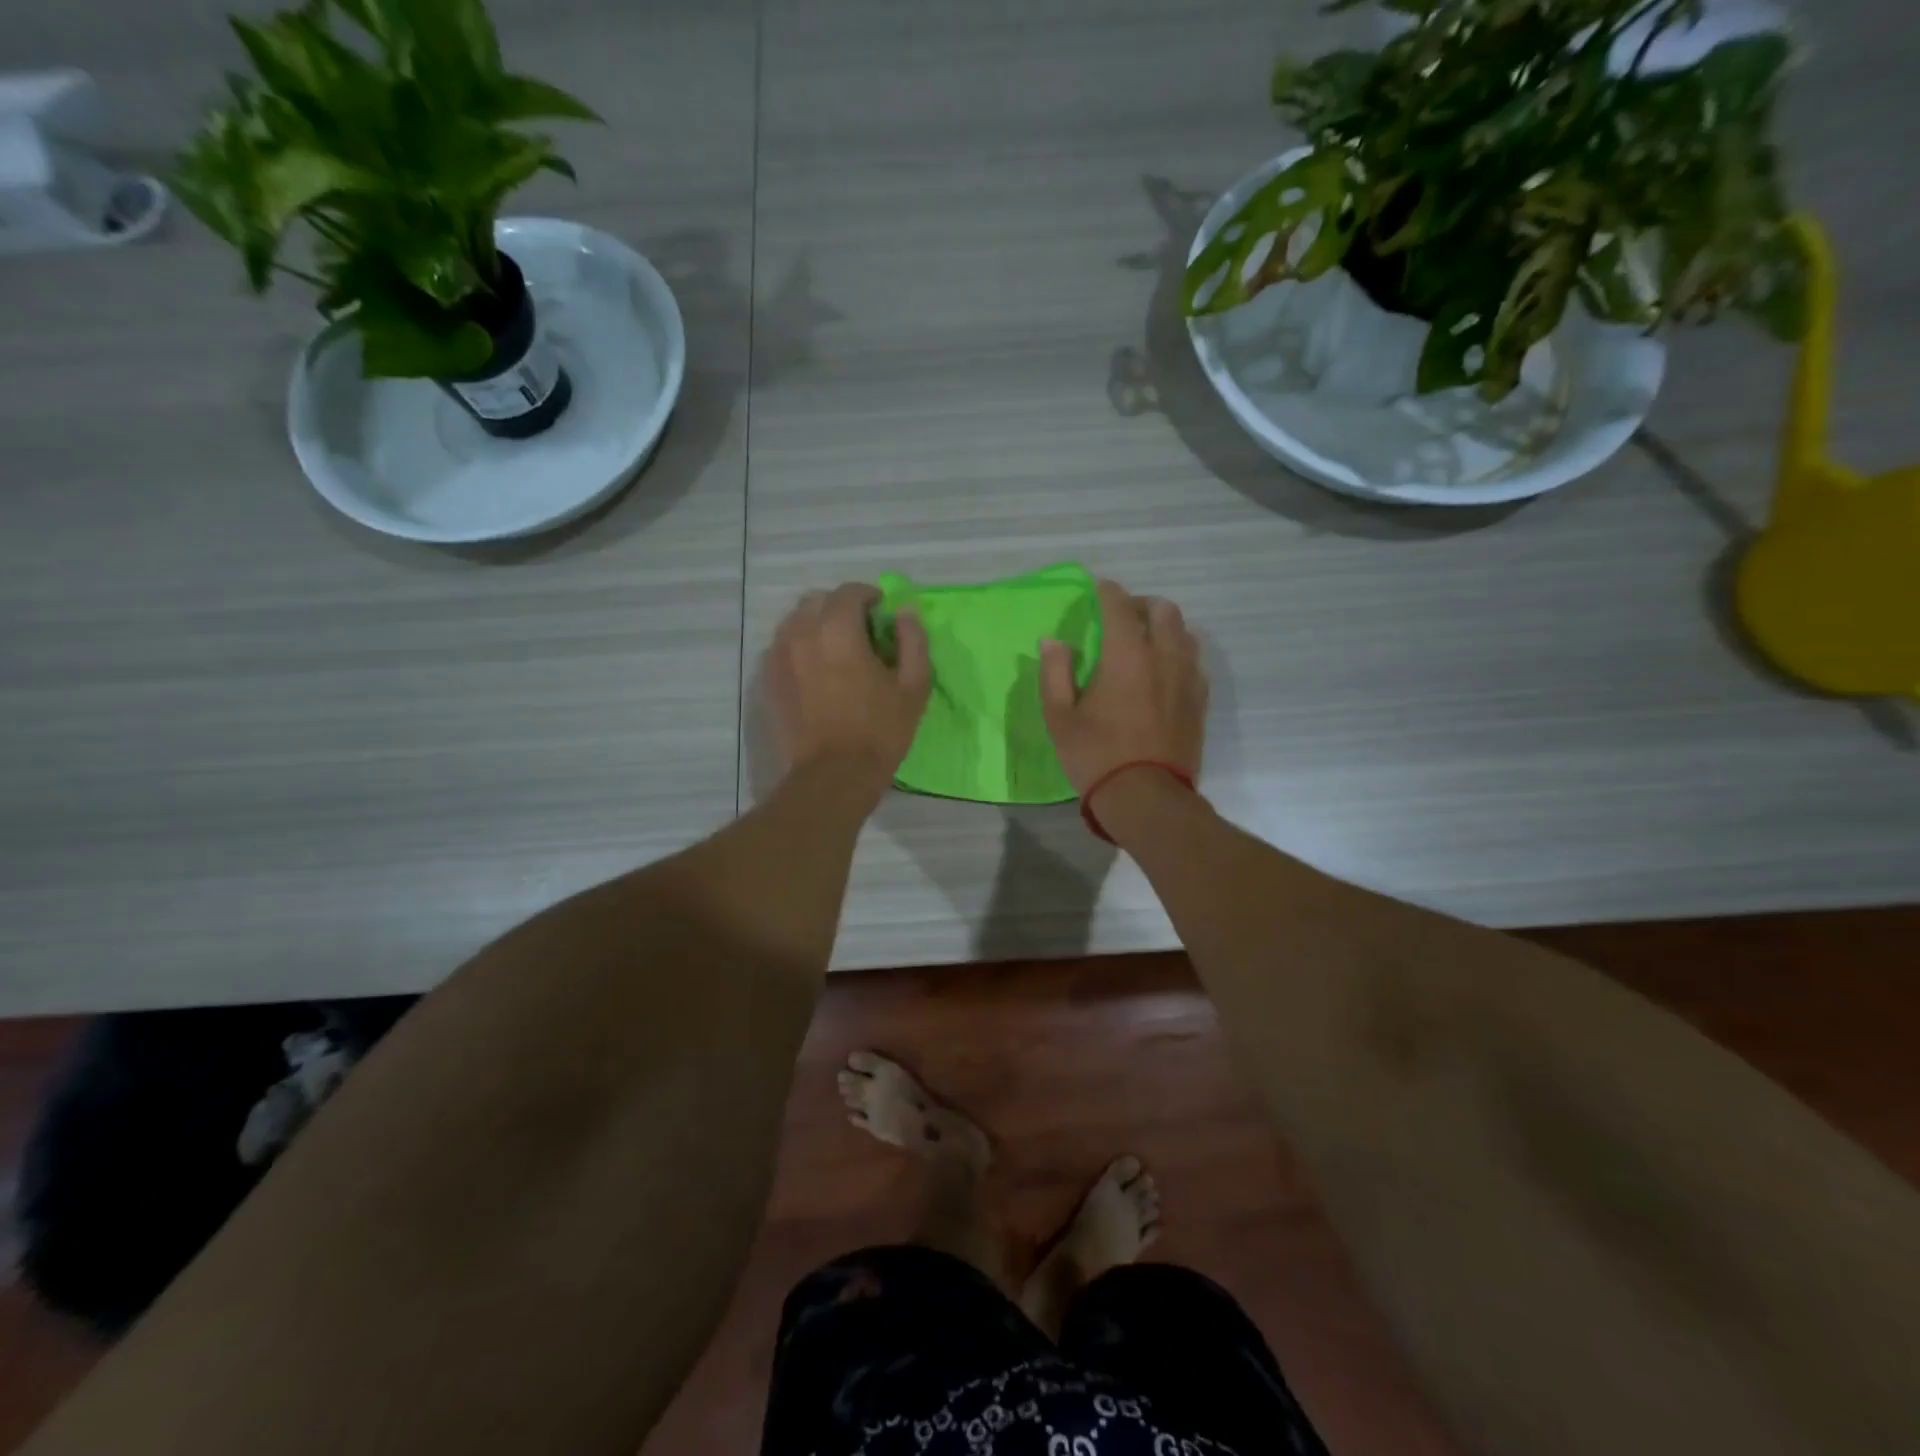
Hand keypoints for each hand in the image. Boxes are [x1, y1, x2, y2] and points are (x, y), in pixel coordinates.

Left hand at [768, 583, 930, 802]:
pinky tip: (815, 670)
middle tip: (861, 631)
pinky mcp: (768, 680)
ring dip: (817, 624)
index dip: (869, 596)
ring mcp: (779, 656)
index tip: (883, 612)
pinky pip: (782, 647)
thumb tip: (904, 612)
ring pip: (795, 621)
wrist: (833, 776)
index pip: (850, 592)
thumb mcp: (913, 686)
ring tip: (836, 650)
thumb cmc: (880, 731)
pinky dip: (799, 646)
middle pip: (818, 601)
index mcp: (839, 630)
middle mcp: (802, 633)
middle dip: (841, 607)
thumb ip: (913, 640)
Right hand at [1039, 578, 1207, 797]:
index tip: (1099, 588)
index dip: (1108, 592)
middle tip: (1123, 616)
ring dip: (1165, 627)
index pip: (1120, 606)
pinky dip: (1179, 653)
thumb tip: (1053, 641)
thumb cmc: (1096, 755)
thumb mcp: (1060, 716)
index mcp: (1126, 655)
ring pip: (1185, 633)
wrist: (1146, 797)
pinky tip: (1165, 670)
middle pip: (1163, 610)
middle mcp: (1164, 656)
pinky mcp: (1200, 700)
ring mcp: (1188, 678)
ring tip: (1146, 640)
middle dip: (1142, 604)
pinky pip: (1194, 661)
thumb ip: (1055, 672)